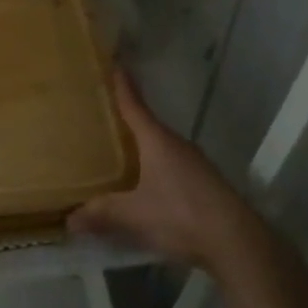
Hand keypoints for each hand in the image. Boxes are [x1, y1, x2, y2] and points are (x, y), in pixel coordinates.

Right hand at [69, 73, 295, 285]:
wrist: (238, 244)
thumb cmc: (182, 215)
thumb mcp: (134, 215)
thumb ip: (102, 213)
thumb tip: (68, 220)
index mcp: (157, 140)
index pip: (134, 105)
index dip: (123, 86)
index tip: (115, 64)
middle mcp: (176, 144)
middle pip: (147, 125)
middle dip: (127, 118)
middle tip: (103, 113)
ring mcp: (194, 164)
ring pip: (161, 146)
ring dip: (142, 145)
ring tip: (120, 148)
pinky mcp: (204, 183)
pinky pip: (172, 165)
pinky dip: (155, 166)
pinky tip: (146, 182)